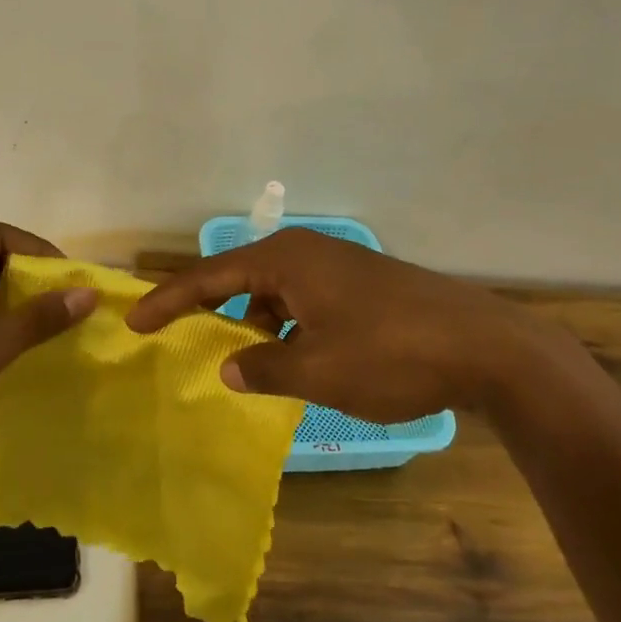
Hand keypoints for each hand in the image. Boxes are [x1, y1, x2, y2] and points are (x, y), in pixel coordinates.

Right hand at [125, 228, 574, 419]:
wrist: (486, 347)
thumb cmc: (390, 354)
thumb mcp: (318, 371)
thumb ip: (264, 368)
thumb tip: (228, 366)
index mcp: (285, 259)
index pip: (209, 277)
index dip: (168, 301)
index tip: (134, 321)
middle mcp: (306, 250)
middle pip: (239, 276)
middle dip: (209, 308)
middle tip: (178, 335)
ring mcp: (337, 264)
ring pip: (274, 290)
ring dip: (253, 321)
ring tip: (244, 360)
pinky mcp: (361, 283)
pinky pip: (303, 298)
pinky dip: (286, 324)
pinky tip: (294, 357)